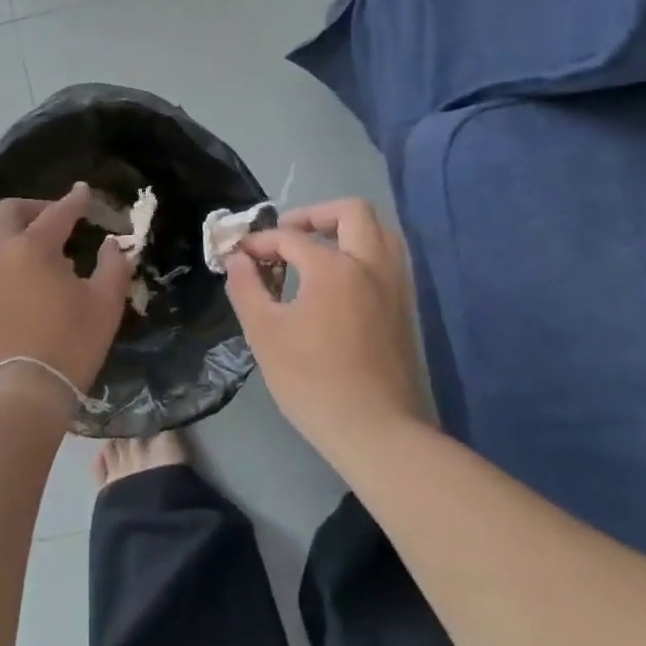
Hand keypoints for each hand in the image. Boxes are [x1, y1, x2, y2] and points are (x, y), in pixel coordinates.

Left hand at [0, 183, 134, 413]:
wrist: (17, 398)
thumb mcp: (104, 305)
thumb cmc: (68, 345)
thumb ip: (112, 266)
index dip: (74, 200)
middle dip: (33, 208)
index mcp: (31, 247)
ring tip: (45, 263)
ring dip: (18, 241)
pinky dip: (7, 270)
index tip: (84, 193)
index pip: (56, 212)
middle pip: (8, 212)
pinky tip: (24, 294)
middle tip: (56, 220)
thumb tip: (110, 244)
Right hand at [224, 198, 430, 456]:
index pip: (290, 237)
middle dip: (315, 215)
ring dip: (347, 230)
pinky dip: (364, 253)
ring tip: (318, 250)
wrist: (377, 433)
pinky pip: (389, 260)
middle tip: (288, 235)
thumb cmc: (313, 381)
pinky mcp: (406, 310)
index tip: (240, 256)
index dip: (260, 242)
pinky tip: (340, 281)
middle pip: (352, 212)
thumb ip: (246, 288)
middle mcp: (370, 265)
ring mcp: (395, 287)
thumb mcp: (264, 333)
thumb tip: (239, 260)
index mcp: (334, 268)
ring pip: (381, 232)